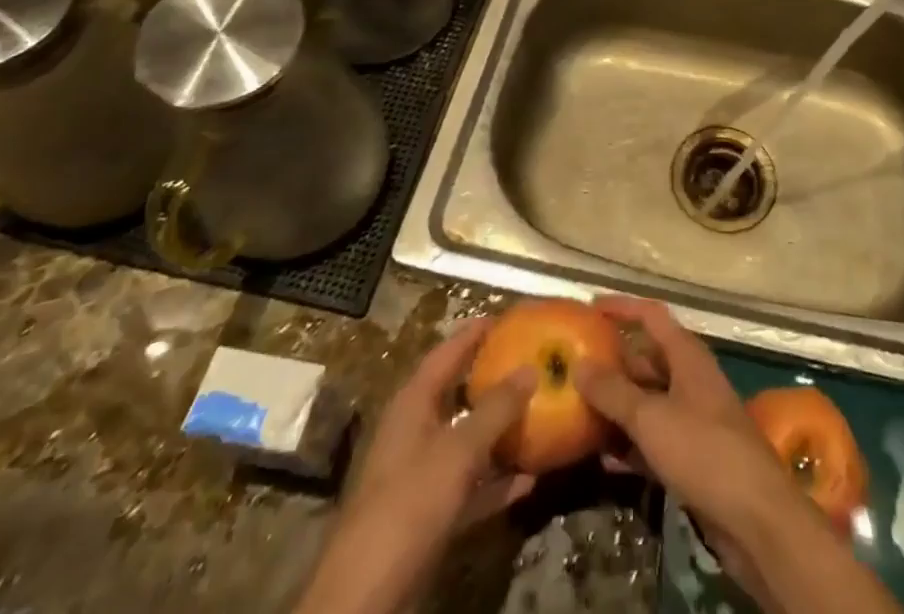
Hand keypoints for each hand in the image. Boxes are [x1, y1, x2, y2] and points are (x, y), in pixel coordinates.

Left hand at [296, 318, 532, 613]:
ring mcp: (420, 475)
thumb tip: (530, 368)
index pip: (446, 353)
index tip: (505, 317)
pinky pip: (469, 485)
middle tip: (529, 361)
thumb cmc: (410, 503)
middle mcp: (415, 431)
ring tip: (538, 413)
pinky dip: (496, 480)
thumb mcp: (458, 450)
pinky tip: (529, 479)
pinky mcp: (428, 514)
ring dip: (499, 431)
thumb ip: (496, 409)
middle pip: (457, 394)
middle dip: (491, 379)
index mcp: (413, 404)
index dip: (474, 333)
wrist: (366, 594)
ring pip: (466, 440)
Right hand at [575, 297, 901, 613]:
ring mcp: (692, 418)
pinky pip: (653, 438)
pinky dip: (629, 443)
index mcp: (687, 355)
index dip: (622, 307)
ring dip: (616, 406)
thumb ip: (614, 391)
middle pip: (646, 359)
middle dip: (612, 362)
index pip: (651, 316)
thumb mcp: (651, 417)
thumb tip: (579, 364)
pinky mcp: (692, 456)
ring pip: (647, 401)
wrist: (755, 517)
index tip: (590, 306)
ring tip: (576, 410)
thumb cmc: (704, 450)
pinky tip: (600, 457)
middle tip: (572, 366)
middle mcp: (690, 379)